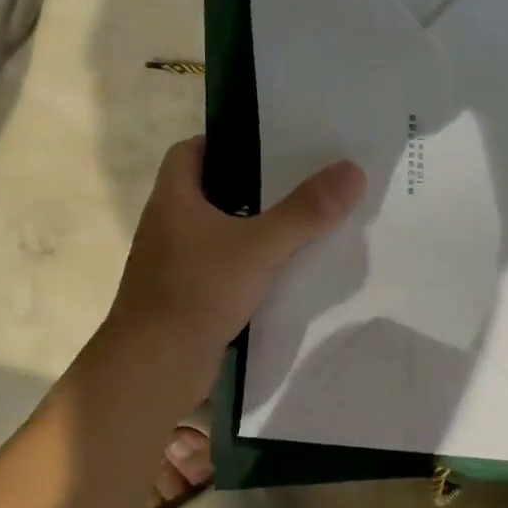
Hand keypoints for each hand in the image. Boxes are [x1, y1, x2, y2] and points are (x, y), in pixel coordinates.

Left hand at [105, 137, 365, 369]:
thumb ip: (306, 211)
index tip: (268, 144)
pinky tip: (283, 268)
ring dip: (252, 224)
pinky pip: (222, 264)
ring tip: (301, 219)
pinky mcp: (187, 294)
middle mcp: (169, 224)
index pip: (191, 151)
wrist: (155, 367)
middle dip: (251, 183)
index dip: (226, 141)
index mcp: (173, 199)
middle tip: (299, 178)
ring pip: (218, 230)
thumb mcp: (260, 246)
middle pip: (211, 189)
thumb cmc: (198, 291)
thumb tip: (353, 170)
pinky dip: (249, 261)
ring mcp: (175, 262)